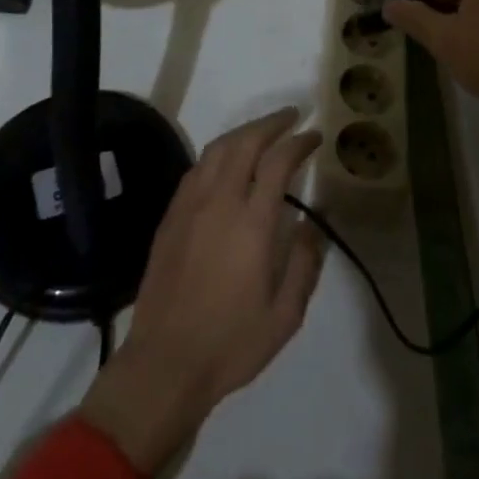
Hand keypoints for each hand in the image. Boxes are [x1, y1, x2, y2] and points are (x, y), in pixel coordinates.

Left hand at [79, 108, 324, 477]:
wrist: (165, 362)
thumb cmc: (231, 343)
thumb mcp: (285, 316)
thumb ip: (305, 265)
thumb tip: (314, 225)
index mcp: (252, 224)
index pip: (278, 162)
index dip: (298, 142)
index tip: (314, 136)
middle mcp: (219, 202)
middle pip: (244, 143)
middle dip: (271, 123)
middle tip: (291, 116)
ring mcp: (190, 206)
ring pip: (216, 150)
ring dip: (242, 133)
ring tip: (262, 131)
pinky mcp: (170, 217)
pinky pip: (195, 169)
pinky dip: (217, 153)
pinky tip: (226, 162)